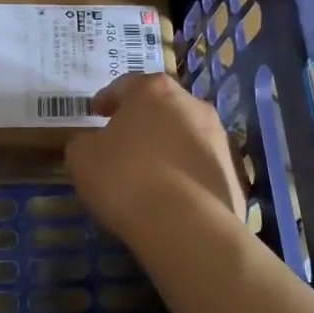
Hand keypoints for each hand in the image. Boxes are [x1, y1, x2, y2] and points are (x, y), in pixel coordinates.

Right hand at [64, 72, 244, 242]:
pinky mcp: (231, 171)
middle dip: (141, 119)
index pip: (125, 86)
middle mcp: (191, 103)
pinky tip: (171, 195)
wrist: (186, 226)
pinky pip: (199, 165)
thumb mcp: (81, 158)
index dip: (107, 99)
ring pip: (184, 133)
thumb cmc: (126, 178)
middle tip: (122, 140)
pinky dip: (185, 172)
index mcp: (153, 90)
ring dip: (167, 145)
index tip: (96, 113)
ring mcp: (217, 137)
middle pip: (160, 105)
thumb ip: (84, 141)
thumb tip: (92, 142)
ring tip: (148, 171)